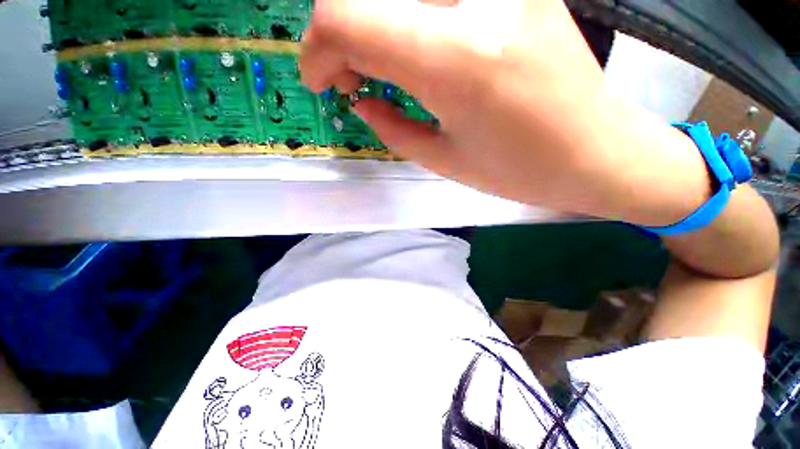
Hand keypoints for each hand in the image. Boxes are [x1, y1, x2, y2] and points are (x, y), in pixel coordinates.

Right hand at [300, 0, 709, 225]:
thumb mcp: (444, 161)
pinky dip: (407, 21)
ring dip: (372, 27)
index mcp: (453, 59)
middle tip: (349, 78)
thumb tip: (360, 99)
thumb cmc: (520, 171)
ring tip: (378, 70)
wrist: (596, 152)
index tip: (321, 81)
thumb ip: (392, 126)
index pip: (344, 16)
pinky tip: (415, 53)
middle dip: (340, 36)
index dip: (316, 49)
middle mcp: (475, 1)